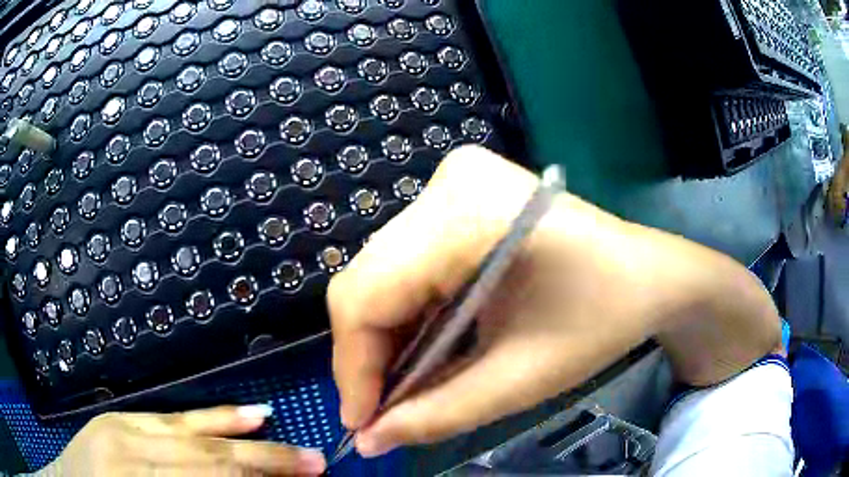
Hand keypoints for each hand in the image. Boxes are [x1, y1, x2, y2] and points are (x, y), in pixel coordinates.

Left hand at [37, 405, 325, 475]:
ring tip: (281, 430)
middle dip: (264, 462)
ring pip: (190, 429)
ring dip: (240, 432)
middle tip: (314, 462)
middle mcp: (129, 448)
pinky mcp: (119, 419)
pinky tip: (236, 415)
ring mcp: (121, 426)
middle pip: (206, 456)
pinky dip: (206, 418)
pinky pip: (169, 418)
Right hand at [328, 146, 779, 456]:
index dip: (353, 367)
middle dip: (367, 356)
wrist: (647, 275)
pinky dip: (408, 311)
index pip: (365, 294)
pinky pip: (407, 261)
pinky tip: (425, 345)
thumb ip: (434, 415)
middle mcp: (446, 183)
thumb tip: (369, 439)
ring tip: (403, 384)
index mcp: (464, 213)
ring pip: (382, 272)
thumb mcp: (518, 379)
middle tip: (381, 411)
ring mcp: (452, 182)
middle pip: (367, 280)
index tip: (361, 424)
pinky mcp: (459, 196)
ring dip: (386, 336)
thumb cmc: (600, 322)